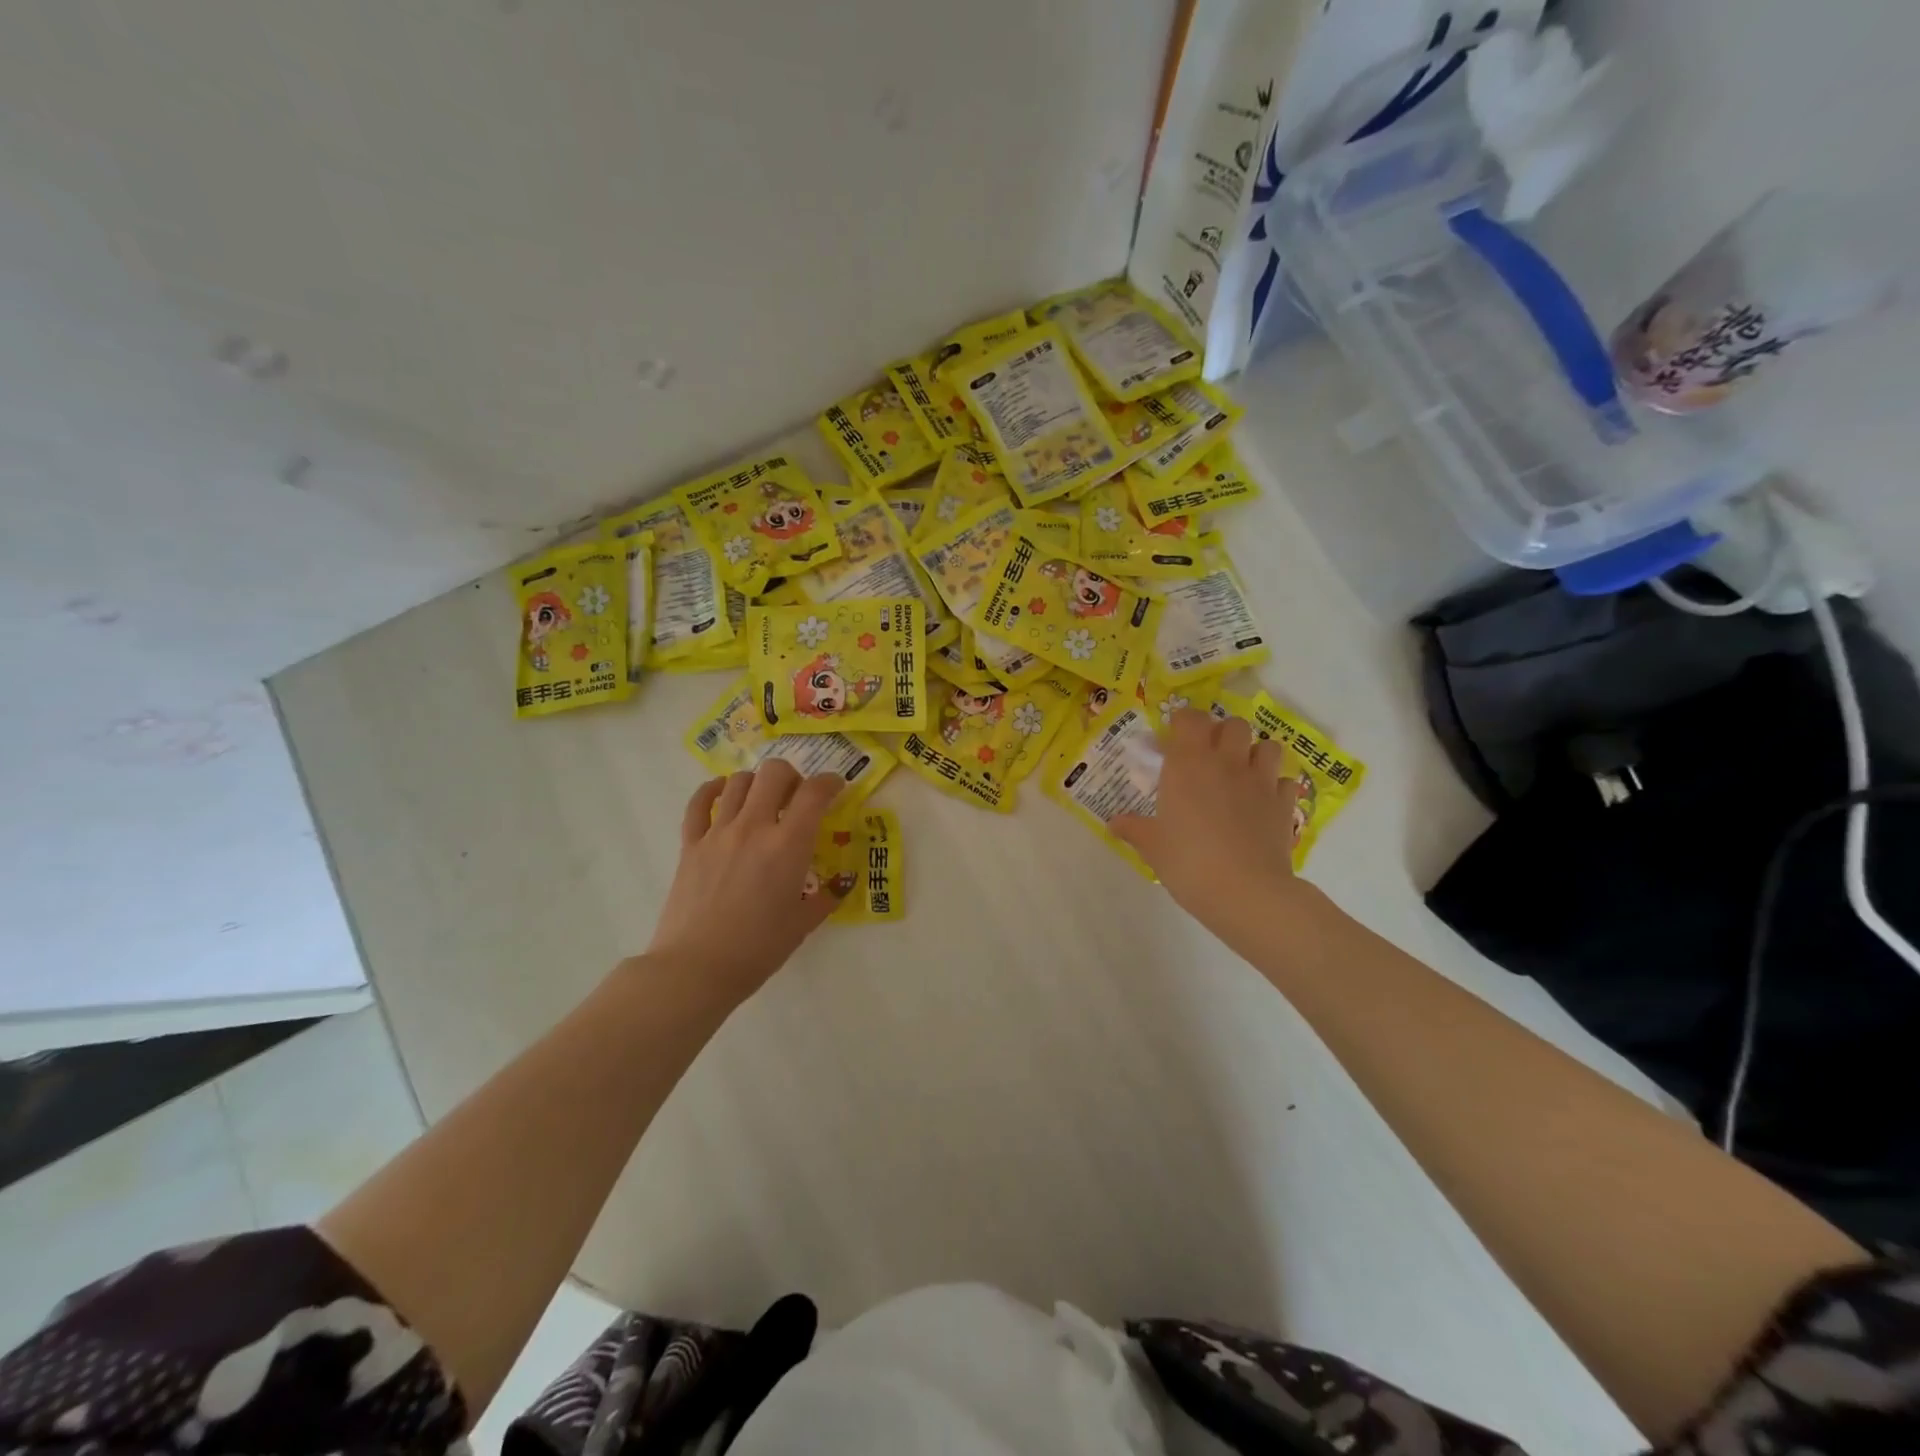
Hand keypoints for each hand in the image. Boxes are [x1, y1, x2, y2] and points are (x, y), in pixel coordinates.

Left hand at [643, 762, 845, 1001]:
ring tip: (764, 799)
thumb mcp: (803, 923)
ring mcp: (718, 833)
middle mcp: (754, 827)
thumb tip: (843, 881)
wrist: (697, 969)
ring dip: (757, 783)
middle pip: (774, 773)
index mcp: (788, 845)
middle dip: (792, 776)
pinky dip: (713, 790)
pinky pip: (699, 803)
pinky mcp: (691, 844)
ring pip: (739, 782)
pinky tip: (722, 792)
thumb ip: (827, 896)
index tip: (835, 788)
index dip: (830, 782)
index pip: (814, 793)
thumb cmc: (758, 949)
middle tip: (797, 796)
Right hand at [1113, 709, 1302, 956]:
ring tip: (1241, 774)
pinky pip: (1285, 781)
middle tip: (1209, 757)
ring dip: (1254, 753)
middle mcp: (1227, 762)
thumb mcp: (1152, 846)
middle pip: (1234, 725)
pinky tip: (1263, 802)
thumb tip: (1113, 823)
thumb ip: (1134, 828)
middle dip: (1222, 734)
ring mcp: (1261, 782)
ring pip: (1267, 746)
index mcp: (1189, 764)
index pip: (1190, 718)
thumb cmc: (1189, 862)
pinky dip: (1276, 786)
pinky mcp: (1285, 804)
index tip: (1173, 740)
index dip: (1183, 722)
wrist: (1246, 892)